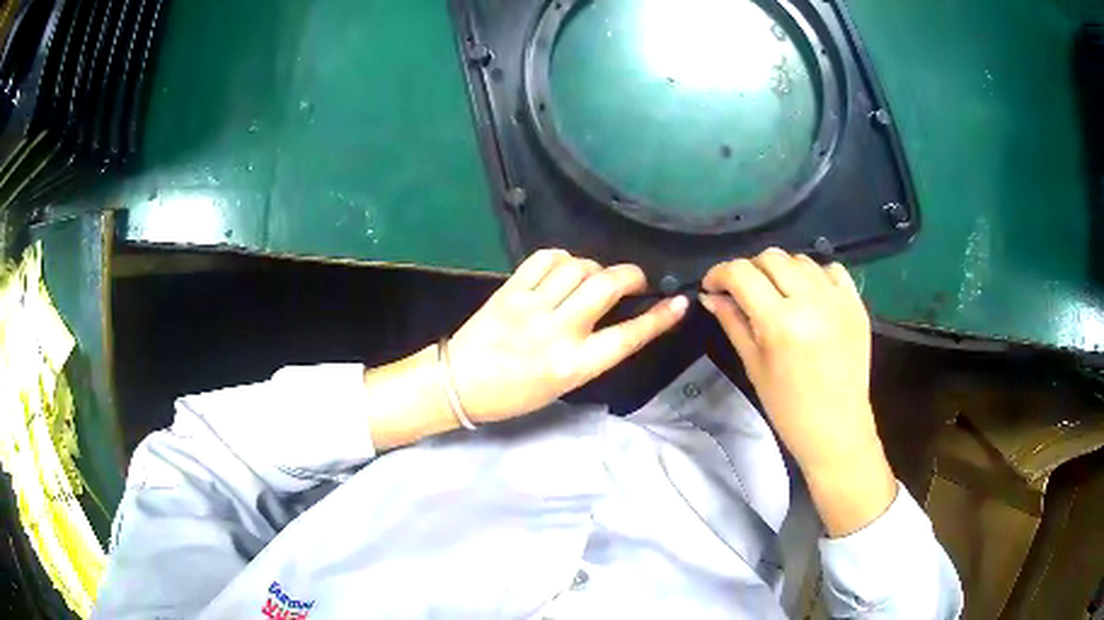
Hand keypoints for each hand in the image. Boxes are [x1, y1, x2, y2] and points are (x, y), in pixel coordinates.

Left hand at [447, 249, 687, 423]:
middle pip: (606, 286)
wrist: (458, 384)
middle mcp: (557, 332)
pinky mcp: (510, 290)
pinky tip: (563, 267)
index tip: (680, 302)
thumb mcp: (562, 384)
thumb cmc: (514, 395)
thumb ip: (590, 352)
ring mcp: (532, 307)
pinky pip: (544, 259)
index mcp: (574, 365)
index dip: (659, 318)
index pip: (628, 336)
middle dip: (630, 275)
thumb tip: (613, 316)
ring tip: (592, 277)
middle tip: (633, 280)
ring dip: (594, 267)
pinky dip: (562, 257)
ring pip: (577, 267)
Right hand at [700, 249, 894, 535]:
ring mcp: (838, 300)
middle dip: (749, 269)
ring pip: (800, 259)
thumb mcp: (754, 366)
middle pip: (771, 257)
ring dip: (781, 270)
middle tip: (744, 292)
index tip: (713, 285)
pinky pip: (832, 269)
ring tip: (777, 294)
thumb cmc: (789, 408)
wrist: (837, 429)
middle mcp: (811, 301)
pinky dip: (814, 275)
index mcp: (780, 323)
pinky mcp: (856, 304)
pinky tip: (809, 295)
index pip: (741, 274)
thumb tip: (710, 295)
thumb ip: (733, 323)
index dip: (720, 273)